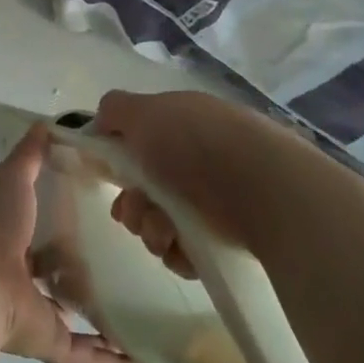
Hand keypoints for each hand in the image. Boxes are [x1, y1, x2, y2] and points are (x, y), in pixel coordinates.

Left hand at [0, 125, 145, 362]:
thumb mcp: (13, 176)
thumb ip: (31, 153)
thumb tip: (50, 123)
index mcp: (10, 234)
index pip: (41, 225)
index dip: (65, 218)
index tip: (103, 208)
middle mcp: (20, 275)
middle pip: (57, 273)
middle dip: (85, 269)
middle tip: (132, 258)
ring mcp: (33, 311)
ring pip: (73, 318)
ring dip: (103, 320)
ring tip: (144, 311)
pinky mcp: (47, 342)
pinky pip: (85, 357)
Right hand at [95, 89, 289, 278]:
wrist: (263, 190)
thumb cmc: (198, 143)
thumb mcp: (147, 112)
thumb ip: (116, 111)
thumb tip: (100, 120)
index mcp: (183, 124)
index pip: (141, 144)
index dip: (119, 162)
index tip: (109, 177)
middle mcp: (198, 159)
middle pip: (146, 189)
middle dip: (132, 204)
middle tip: (136, 212)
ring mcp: (215, 200)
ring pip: (161, 222)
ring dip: (151, 229)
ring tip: (165, 232)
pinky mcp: (228, 238)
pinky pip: (185, 250)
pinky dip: (178, 251)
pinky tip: (184, 247)